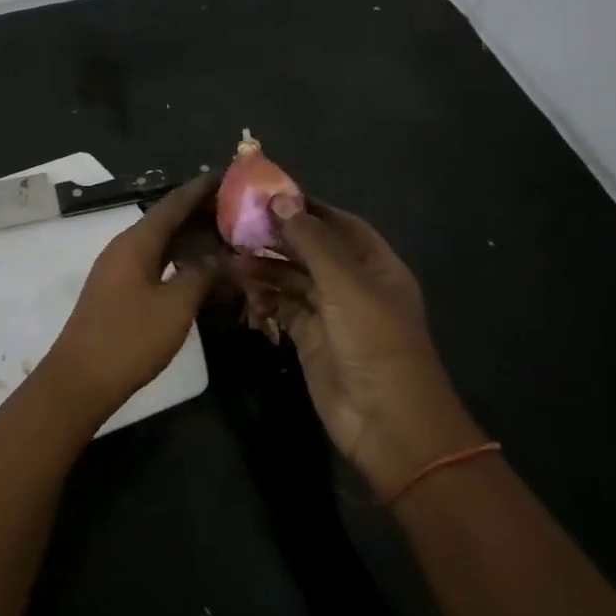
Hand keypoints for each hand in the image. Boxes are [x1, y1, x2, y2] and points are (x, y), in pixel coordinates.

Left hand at [43, 173, 217, 413]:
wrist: (80, 380)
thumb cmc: (129, 338)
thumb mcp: (175, 307)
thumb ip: (203, 276)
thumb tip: (227, 258)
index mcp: (136, 242)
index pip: (174, 203)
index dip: (202, 188)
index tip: (231, 174)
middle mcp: (125, 248)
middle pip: (167, 220)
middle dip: (202, 213)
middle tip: (240, 209)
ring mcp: (119, 271)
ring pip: (161, 244)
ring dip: (192, 239)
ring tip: (228, 237)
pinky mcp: (119, 293)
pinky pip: (155, 264)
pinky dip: (180, 262)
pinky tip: (201, 272)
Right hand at [245, 198, 472, 496]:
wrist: (386, 421)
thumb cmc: (374, 342)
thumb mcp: (346, 284)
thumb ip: (312, 241)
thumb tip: (279, 200)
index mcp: (374, 264)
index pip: (337, 223)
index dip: (304, 207)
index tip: (264, 194)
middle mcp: (352, 283)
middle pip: (310, 250)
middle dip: (276, 238)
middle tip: (234, 226)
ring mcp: (330, 312)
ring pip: (292, 279)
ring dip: (264, 268)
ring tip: (229, 259)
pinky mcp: (309, 338)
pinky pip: (282, 308)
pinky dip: (263, 297)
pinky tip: (241, 290)